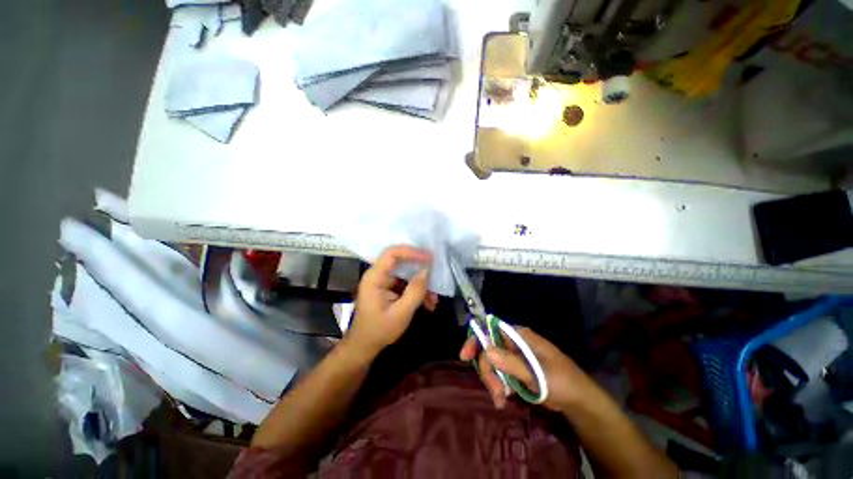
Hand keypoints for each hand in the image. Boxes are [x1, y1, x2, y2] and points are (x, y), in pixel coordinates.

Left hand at [349, 245, 438, 358]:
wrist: (364, 347)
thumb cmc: (379, 331)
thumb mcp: (401, 314)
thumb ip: (415, 291)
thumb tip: (427, 271)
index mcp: (375, 278)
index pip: (392, 254)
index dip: (411, 252)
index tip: (429, 257)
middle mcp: (378, 275)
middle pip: (401, 261)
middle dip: (420, 269)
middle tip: (436, 273)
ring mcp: (383, 281)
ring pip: (406, 273)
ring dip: (421, 283)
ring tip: (434, 298)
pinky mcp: (388, 288)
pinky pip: (405, 283)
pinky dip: (417, 291)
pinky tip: (428, 303)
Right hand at [460, 327, 593, 412]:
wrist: (577, 401)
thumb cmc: (561, 381)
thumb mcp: (537, 373)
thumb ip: (512, 362)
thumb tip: (486, 350)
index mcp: (519, 336)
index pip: (490, 329)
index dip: (476, 339)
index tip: (465, 356)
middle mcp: (513, 343)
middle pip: (488, 350)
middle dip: (487, 370)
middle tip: (495, 391)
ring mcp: (513, 357)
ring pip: (491, 364)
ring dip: (492, 381)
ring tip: (500, 400)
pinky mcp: (514, 370)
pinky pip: (498, 375)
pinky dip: (498, 387)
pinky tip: (504, 399)